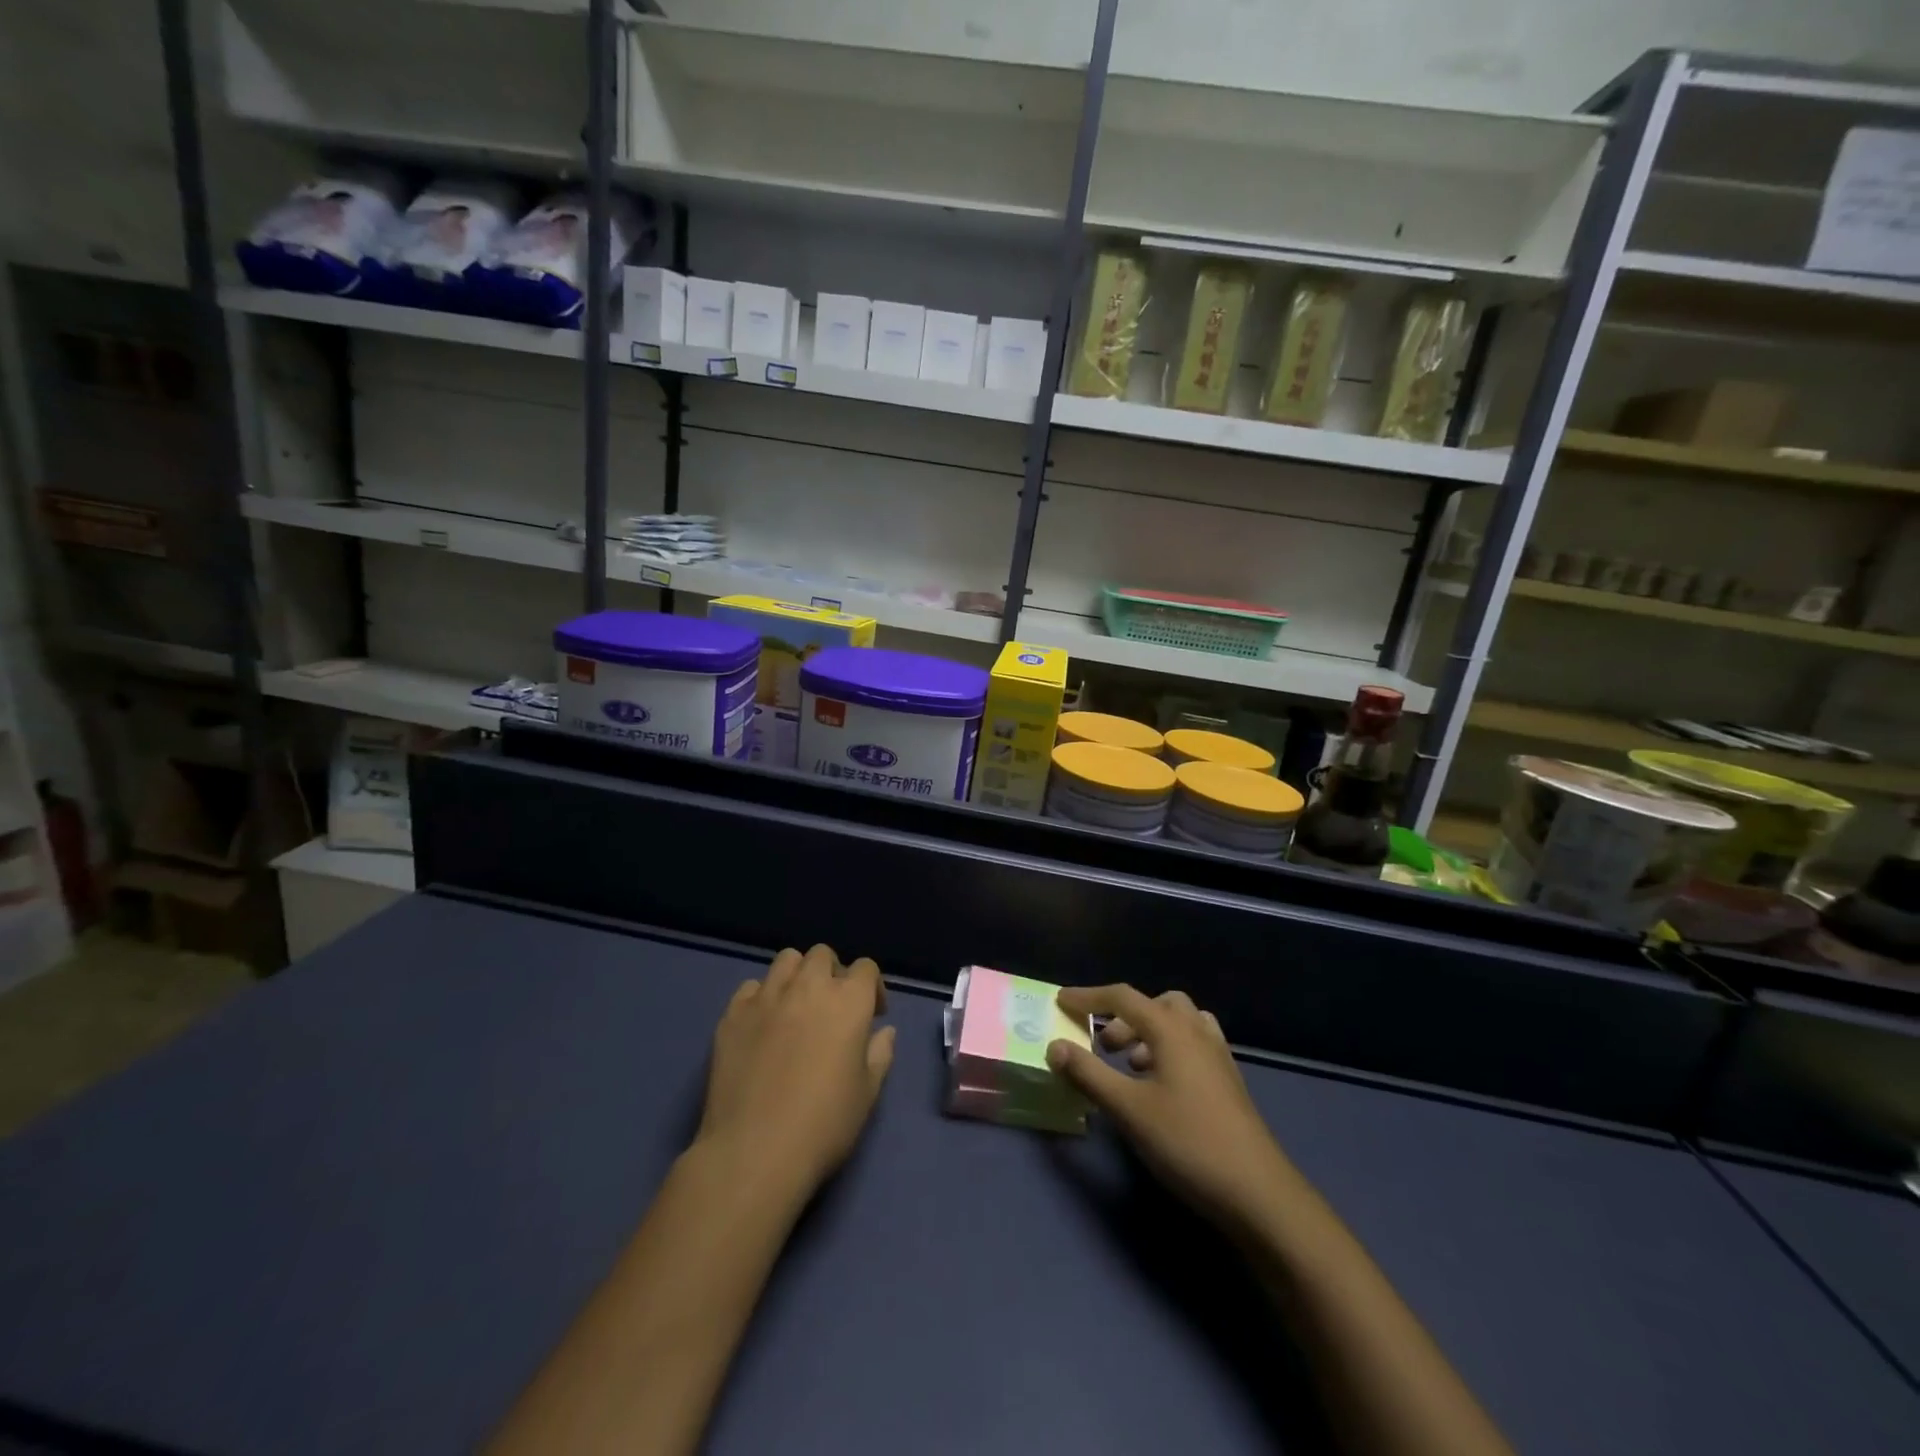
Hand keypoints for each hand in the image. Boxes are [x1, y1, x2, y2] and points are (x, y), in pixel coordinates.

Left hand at [695, 945, 895, 1202]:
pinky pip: (751, 987)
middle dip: (833, 973)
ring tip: (796, 1006)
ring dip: (797, 976)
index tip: (873, 1014)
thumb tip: (884, 1031)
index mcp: (848, 1001)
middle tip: (832, 1007)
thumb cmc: (823, 1125)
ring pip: (786, 960)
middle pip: (823, 955)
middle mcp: (809, 987)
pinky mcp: (733, 1014)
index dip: (872, 987)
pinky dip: (762, 997)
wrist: (754, 1152)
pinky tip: (763, 1024)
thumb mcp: (867, 1094)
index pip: (866, 968)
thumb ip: (880, 1054)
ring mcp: (767, 997)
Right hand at [1047, 986, 1294, 1235]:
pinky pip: (1193, 1045)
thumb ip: (1088, 1073)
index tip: (1061, 1001)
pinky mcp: (1228, 1082)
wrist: (1258, 1193)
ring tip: (1130, 1066)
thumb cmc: (1187, 1142)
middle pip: (1156, 1004)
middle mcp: (1196, 1032)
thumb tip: (1055, 1045)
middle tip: (1104, 1046)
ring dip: (1150, 1032)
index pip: (1122, 997)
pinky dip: (1170, 1050)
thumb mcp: (1128, 1109)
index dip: (1088, 997)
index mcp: (1171, 1029)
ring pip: (1179, 1023)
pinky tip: (1160, 1086)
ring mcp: (1218, 1057)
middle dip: (1124, 1016)